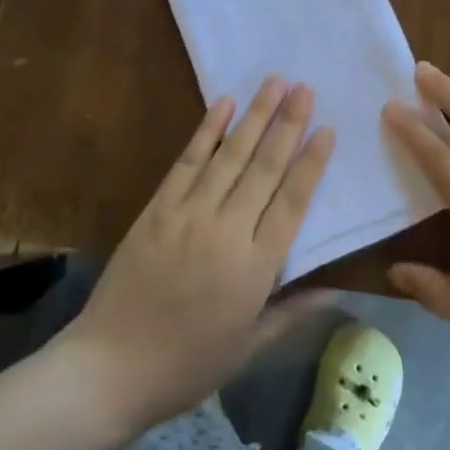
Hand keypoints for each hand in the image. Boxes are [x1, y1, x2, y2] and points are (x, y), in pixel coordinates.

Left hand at [55, 76, 334, 433]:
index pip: (292, 203)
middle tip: (305, 87)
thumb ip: (294, 312)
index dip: (311, 163)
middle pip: (264, 168)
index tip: (327, 128)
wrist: (110, 368)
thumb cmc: (187, 364)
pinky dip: (206, 130)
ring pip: (229, 156)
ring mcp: (189, 215)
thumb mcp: (249, 347)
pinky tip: (223, 104)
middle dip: (288, 124)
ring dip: (254, 116)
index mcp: (254, 269)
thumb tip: (338, 290)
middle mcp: (226, 232)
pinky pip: (187, 161)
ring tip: (274, 82)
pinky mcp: (158, 208)